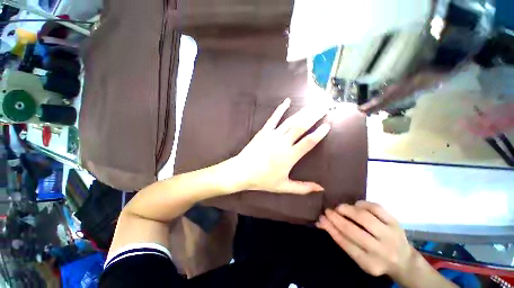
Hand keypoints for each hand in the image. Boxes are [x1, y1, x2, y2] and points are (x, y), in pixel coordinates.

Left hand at [230, 98, 329, 193]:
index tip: (328, 124)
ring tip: (313, 104)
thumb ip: (302, 188)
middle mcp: (283, 142)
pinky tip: (287, 101)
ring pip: (290, 121)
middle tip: (325, 105)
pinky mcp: (264, 131)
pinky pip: (273, 118)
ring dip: (303, 111)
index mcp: (289, 156)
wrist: (242, 171)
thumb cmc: (263, 180)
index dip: (319, 133)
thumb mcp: (283, 186)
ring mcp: (272, 135)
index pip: (308, 142)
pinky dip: (280, 109)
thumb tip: (321, 189)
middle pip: (301, 126)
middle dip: (314, 115)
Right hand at [316, 201, 415, 278]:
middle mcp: (381, 251)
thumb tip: (320, 223)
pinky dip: (361, 204)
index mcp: (370, 263)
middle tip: (327, 211)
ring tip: (339, 208)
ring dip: (347, 210)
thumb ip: (341, 239)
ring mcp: (390, 235)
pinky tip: (355, 206)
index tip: (321, 218)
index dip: (331, 229)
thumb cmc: (375, 259)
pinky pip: (375, 208)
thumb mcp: (359, 257)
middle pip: (353, 231)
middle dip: (336, 218)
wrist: (404, 261)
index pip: (345, 243)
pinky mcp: (395, 222)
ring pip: (364, 217)